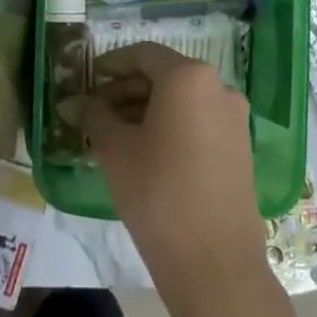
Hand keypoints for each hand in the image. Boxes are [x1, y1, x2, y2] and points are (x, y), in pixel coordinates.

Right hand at [79, 43, 270, 302]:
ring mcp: (234, 117)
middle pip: (164, 75)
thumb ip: (94, 116)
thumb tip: (76, 103)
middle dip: (126, 90)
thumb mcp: (115, 150)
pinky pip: (198, 120)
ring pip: (181, 100)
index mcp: (188, 77)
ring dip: (146, 109)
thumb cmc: (157, 193)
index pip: (143, 54)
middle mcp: (218, 87)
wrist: (214, 261)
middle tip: (94, 112)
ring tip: (113, 135)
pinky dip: (170, 125)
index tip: (88, 80)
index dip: (111, 64)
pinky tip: (144, 151)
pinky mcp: (239, 145)